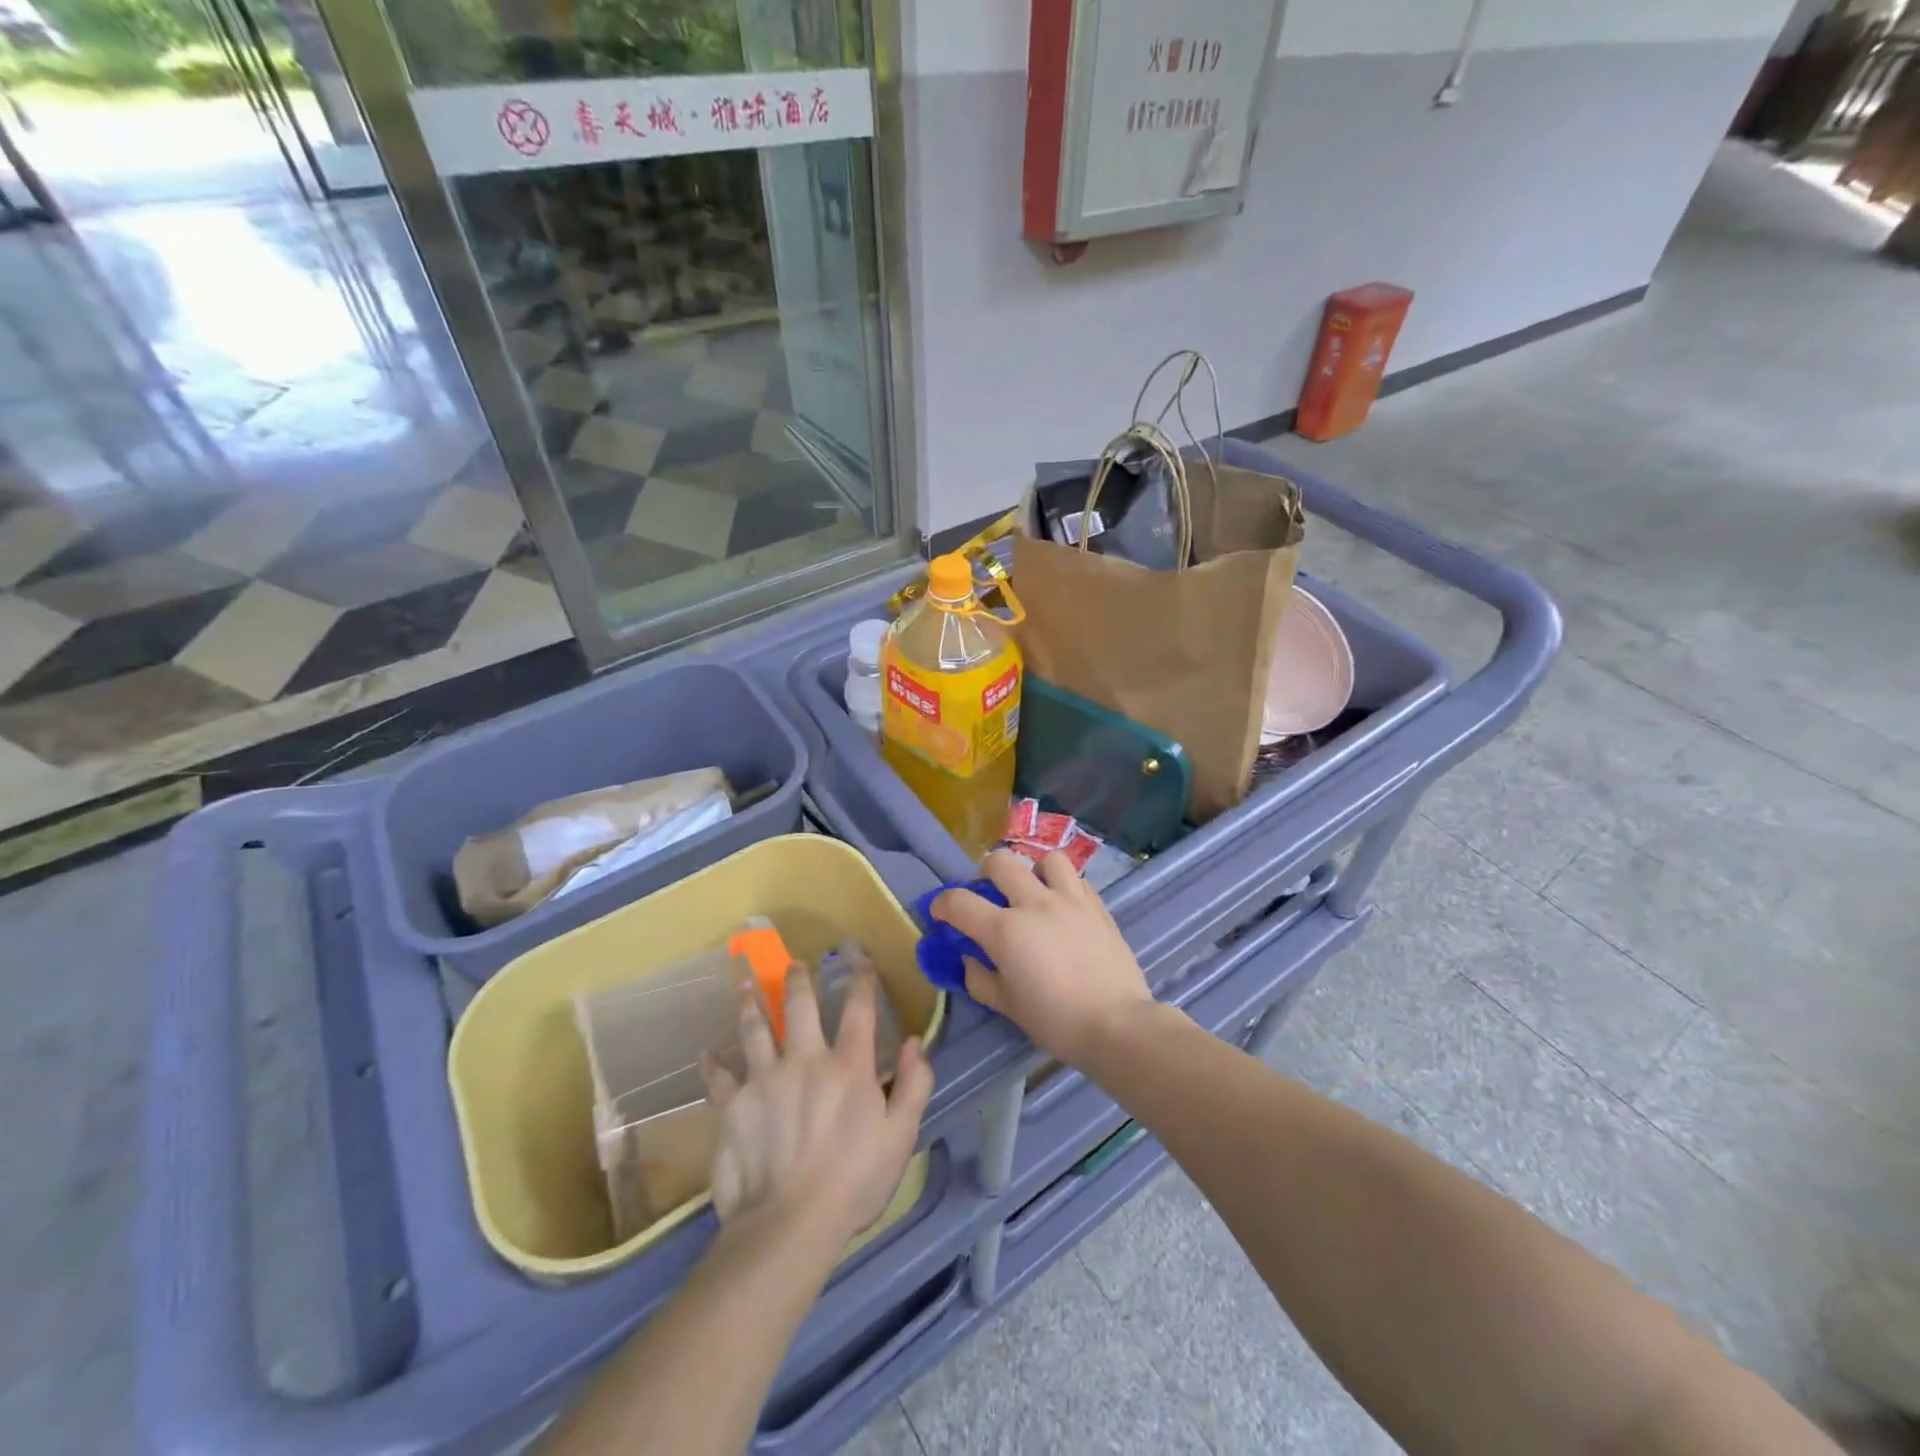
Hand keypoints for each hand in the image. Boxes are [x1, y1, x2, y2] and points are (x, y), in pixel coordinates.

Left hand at [700, 959, 933, 1245]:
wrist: (788, 1224)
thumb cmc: (853, 1181)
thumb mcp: (901, 1136)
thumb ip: (914, 1085)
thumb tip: (914, 1042)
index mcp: (848, 1066)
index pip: (858, 1009)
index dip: (860, 979)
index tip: (858, 959)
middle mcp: (805, 1059)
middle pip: (799, 1006)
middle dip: (798, 979)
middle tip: (795, 964)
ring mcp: (764, 1079)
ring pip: (754, 1028)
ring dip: (750, 1002)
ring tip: (744, 984)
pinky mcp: (733, 1105)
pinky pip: (718, 1077)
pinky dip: (712, 1063)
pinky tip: (706, 1052)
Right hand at [932, 851, 1153, 1066]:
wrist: (1117, 1024)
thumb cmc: (1056, 1021)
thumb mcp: (1007, 1006)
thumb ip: (980, 979)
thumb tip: (968, 959)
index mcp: (1006, 930)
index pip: (959, 902)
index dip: (942, 904)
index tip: (941, 914)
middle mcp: (1035, 903)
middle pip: (1000, 862)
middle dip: (985, 874)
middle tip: (989, 896)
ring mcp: (1070, 900)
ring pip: (1046, 859)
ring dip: (1033, 871)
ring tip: (1035, 893)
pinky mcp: (1097, 906)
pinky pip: (1076, 879)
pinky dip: (1064, 886)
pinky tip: (1064, 908)